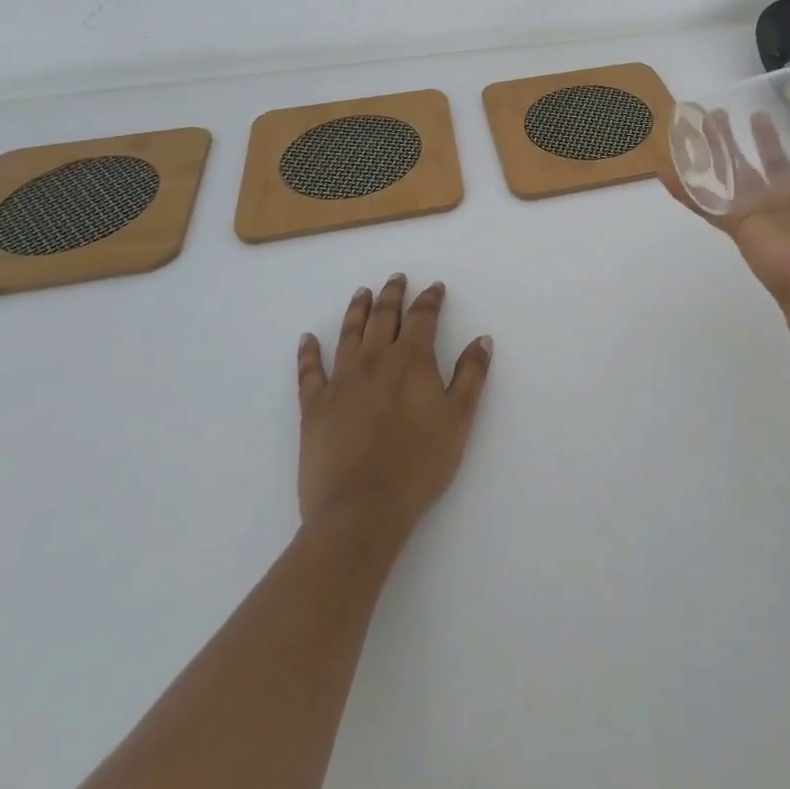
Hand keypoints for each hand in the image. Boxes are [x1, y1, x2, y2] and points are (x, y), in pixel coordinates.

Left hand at [296, 275, 492, 543]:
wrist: (361, 510)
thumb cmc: (418, 465)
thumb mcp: (458, 420)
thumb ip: (471, 376)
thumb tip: (482, 339)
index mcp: (411, 360)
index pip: (422, 317)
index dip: (430, 299)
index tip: (435, 288)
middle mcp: (374, 360)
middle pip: (383, 317)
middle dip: (393, 294)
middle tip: (396, 278)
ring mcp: (341, 381)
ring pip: (349, 334)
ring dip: (357, 310)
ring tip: (362, 293)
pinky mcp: (314, 406)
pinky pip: (309, 371)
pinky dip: (308, 352)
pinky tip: (308, 339)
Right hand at [664, 94, 789, 308]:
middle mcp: (789, 199)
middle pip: (767, 164)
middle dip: (756, 138)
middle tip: (743, 112)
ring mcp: (758, 210)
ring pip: (731, 173)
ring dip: (716, 148)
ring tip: (704, 119)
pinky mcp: (734, 220)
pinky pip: (702, 200)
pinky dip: (682, 186)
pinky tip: (662, 168)